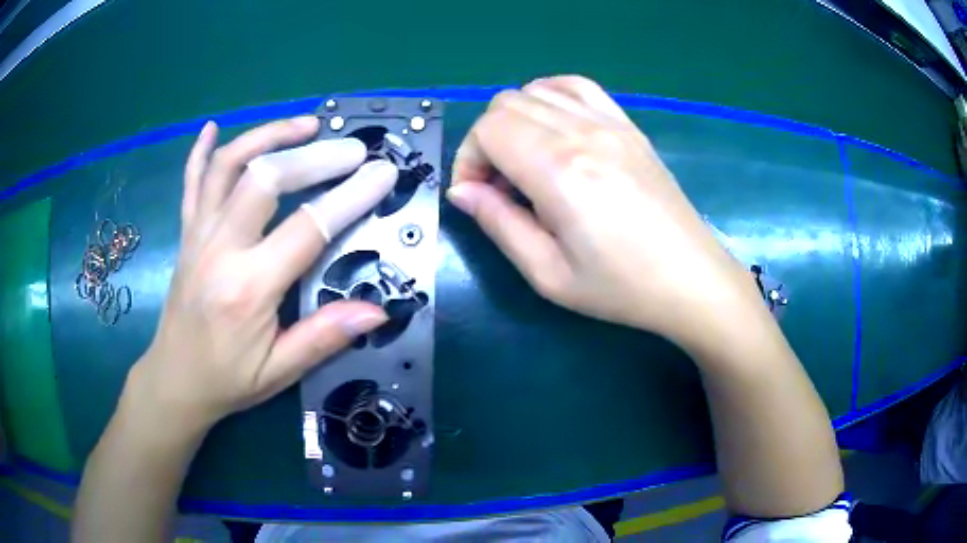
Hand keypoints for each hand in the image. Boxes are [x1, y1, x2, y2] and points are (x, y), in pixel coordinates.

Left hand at [126, 116, 397, 429]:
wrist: (175, 379)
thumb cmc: (227, 380)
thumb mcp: (278, 372)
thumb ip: (324, 337)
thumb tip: (377, 310)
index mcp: (248, 288)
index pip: (307, 227)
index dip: (350, 196)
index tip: (382, 173)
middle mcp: (219, 249)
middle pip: (265, 178)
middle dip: (314, 155)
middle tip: (352, 148)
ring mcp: (198, 234)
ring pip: (226, 165)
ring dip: (266, 135)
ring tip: (305, 124)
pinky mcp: (186, 233)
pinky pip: (191, 182)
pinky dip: (200, 150)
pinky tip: (212, 127)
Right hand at [448, 76, 758, 342]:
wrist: (691, 279)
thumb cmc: (621, 287)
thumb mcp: (548, 273)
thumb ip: (498, 224)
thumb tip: (463, 191)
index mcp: (559, 170)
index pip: (488, 130)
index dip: (468, 159)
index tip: (477, 196)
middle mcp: (582, 132)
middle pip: (506, 104)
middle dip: (486, 141)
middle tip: (499, 186)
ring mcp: (610, 122)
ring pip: (537, 90)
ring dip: (515, 120)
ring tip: (525, 161)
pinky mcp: (629, 125)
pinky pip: (578, 86)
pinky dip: (551, 96)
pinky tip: (553, 128)